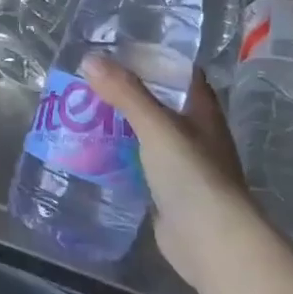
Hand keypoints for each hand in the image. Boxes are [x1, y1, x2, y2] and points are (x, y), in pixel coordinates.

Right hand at [79, 56, 255, 290]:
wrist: (210, 241)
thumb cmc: (191, 174)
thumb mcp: (156, 125)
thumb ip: (125, 93)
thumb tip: (89, 59)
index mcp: (202, 111)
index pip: (180, 73)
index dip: (154, 60)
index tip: (118, 53)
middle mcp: (195, 134)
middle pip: (160, 103)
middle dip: (128, 93)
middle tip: (88, 83)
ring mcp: (183, 166)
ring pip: (147, 135)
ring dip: (121, 126)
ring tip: (82, 114)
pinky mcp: (167, 193)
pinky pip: (139, 165)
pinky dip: (119, 157)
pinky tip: (93, 153)